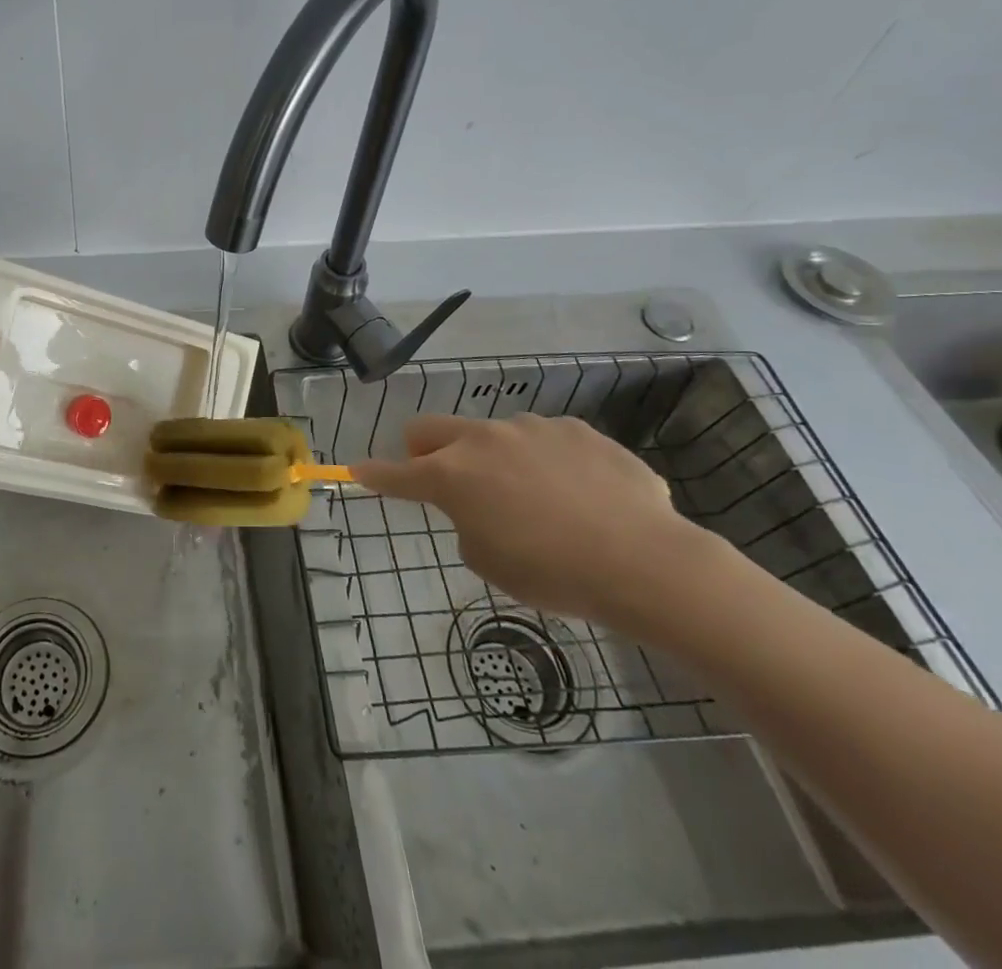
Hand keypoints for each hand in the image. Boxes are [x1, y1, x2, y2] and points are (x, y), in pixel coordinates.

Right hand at [354, 414, 711, 626]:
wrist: (643, 561)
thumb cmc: (553, 573)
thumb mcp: (490, 563)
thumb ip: (467, 525)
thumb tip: (480, 508)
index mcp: (452, 476)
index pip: (396, 472)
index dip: (374, 474)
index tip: (358, 470)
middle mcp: (483, 439)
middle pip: (431, 429)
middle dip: (423, 450)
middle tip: (442, 477)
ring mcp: (531, 428)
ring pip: (494, 434)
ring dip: (496, 458)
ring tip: (538, 499)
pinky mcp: (577, 428)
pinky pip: (547, 441)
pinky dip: (548, 461)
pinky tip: (581, 494)